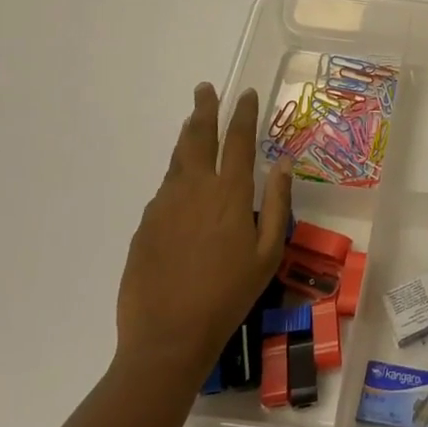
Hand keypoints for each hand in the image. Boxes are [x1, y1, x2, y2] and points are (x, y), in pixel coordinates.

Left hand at [116, 84, 292, 370]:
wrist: (167, 337)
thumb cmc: (229, 295)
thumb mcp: (268, 253)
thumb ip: (276, 203)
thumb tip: (282, 162)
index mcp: (229, 194)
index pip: (238, 141)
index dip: (243, 114)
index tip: (244, 93)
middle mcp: (195, 189)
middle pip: (199, 138)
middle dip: (204, 110)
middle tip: (205, 89)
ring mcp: (164, 206)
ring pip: (177, 160)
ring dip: (187, 137)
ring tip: (193, 122)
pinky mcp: (145, 225)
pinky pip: (164, 190)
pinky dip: (175, 176)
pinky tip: (180, 184)